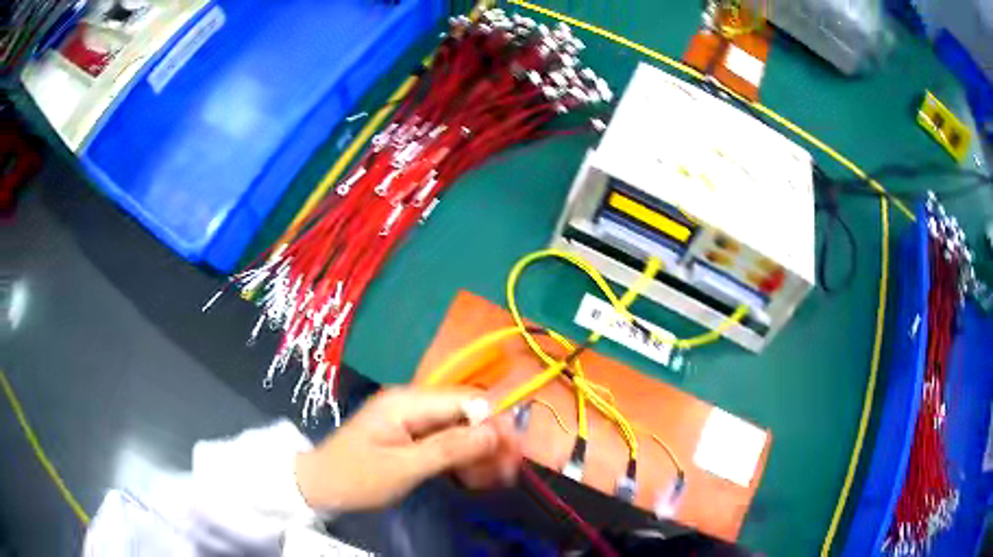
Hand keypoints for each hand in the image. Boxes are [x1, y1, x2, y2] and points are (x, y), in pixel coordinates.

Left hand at [294, 387, 521, 511]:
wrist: (320, 486)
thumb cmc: (357, 477)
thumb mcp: (403, 467)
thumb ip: (449, 448)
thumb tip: (493, 432)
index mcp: (409, 402)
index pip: (467, 400)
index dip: (497, 422)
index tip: (515, 452)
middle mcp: (414, 404)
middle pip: (468, 415)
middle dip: (492, 442)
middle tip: (509, 473)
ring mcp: (413, 420)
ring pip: (461, 430)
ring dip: (481, 453)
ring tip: (495, 481)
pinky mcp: (412, 437)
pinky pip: (447, 442)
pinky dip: (463, 459)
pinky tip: (474, 478)